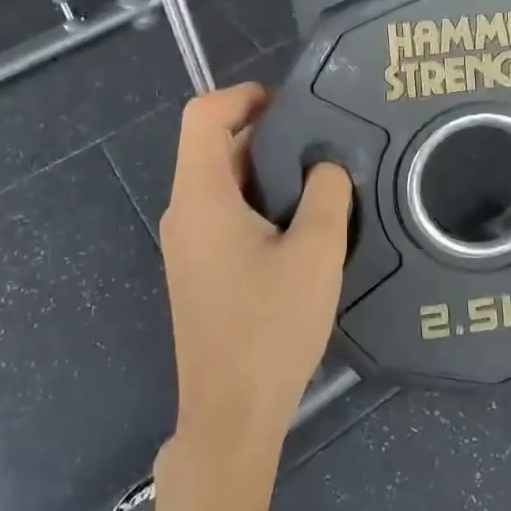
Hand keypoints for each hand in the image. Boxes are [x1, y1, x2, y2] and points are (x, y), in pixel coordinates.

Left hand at [159, 84, 352, 458]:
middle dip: (263, 133)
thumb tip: (325, 165)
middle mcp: (183, 213)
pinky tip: (298, 224)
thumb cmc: (270, 327)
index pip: (202, 116)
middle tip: (319, 141)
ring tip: (317, 179)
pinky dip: (256, 201)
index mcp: (201, 197)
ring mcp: (186, 245)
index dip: (242, 96)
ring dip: (263, 170)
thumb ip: (326, 193)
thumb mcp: (315, 252)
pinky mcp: (198, 271)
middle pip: (211, 146)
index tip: (291, 104)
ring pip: (220, 182)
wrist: (231, 414)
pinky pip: (222, 214)